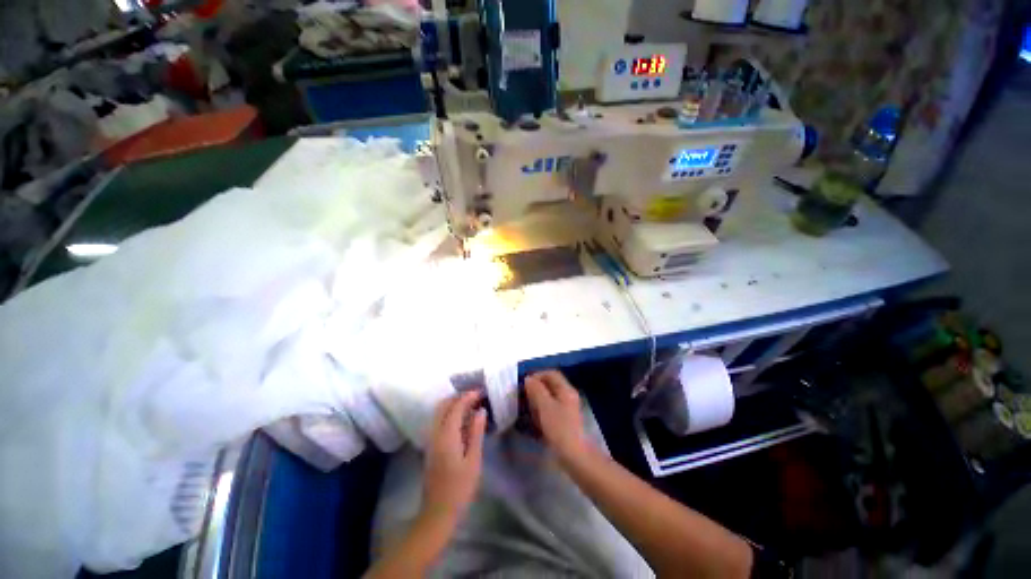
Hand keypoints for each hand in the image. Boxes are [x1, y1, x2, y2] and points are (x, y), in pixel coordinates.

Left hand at [421, 390, 487, 528]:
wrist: (438, 513)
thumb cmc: (460, 488)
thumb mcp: (473, 460)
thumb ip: (476, 432)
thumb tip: (481, 411)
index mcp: (446, 436)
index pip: (456, 407)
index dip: (468, 396)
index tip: (481, 392)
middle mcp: (435, 434)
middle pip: (443, 406)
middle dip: (458, 397)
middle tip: (475, 396)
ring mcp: (431, 441)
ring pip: (439, 413)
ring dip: (453, 404)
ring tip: (471, 405)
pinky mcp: (431, 447)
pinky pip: (439, 422)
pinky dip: (450, 414)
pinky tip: (463, 421)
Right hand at [525, 370, 588, 459]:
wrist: (574, 456)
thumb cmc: (559, 427)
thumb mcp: (545, 406)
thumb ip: (536, 390)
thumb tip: (528, 379)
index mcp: (566, 389)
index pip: (551, 373)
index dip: (537, 375)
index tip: (524, 383)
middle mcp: (568, 396)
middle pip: (550, 385)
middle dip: (535, 388)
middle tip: (523, 396)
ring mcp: (567, 410)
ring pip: (549, 398)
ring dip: (536, 401)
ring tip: (525, 408)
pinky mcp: (563, 422)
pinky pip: (550, 410)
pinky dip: (540, 412)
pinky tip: (532, 421)